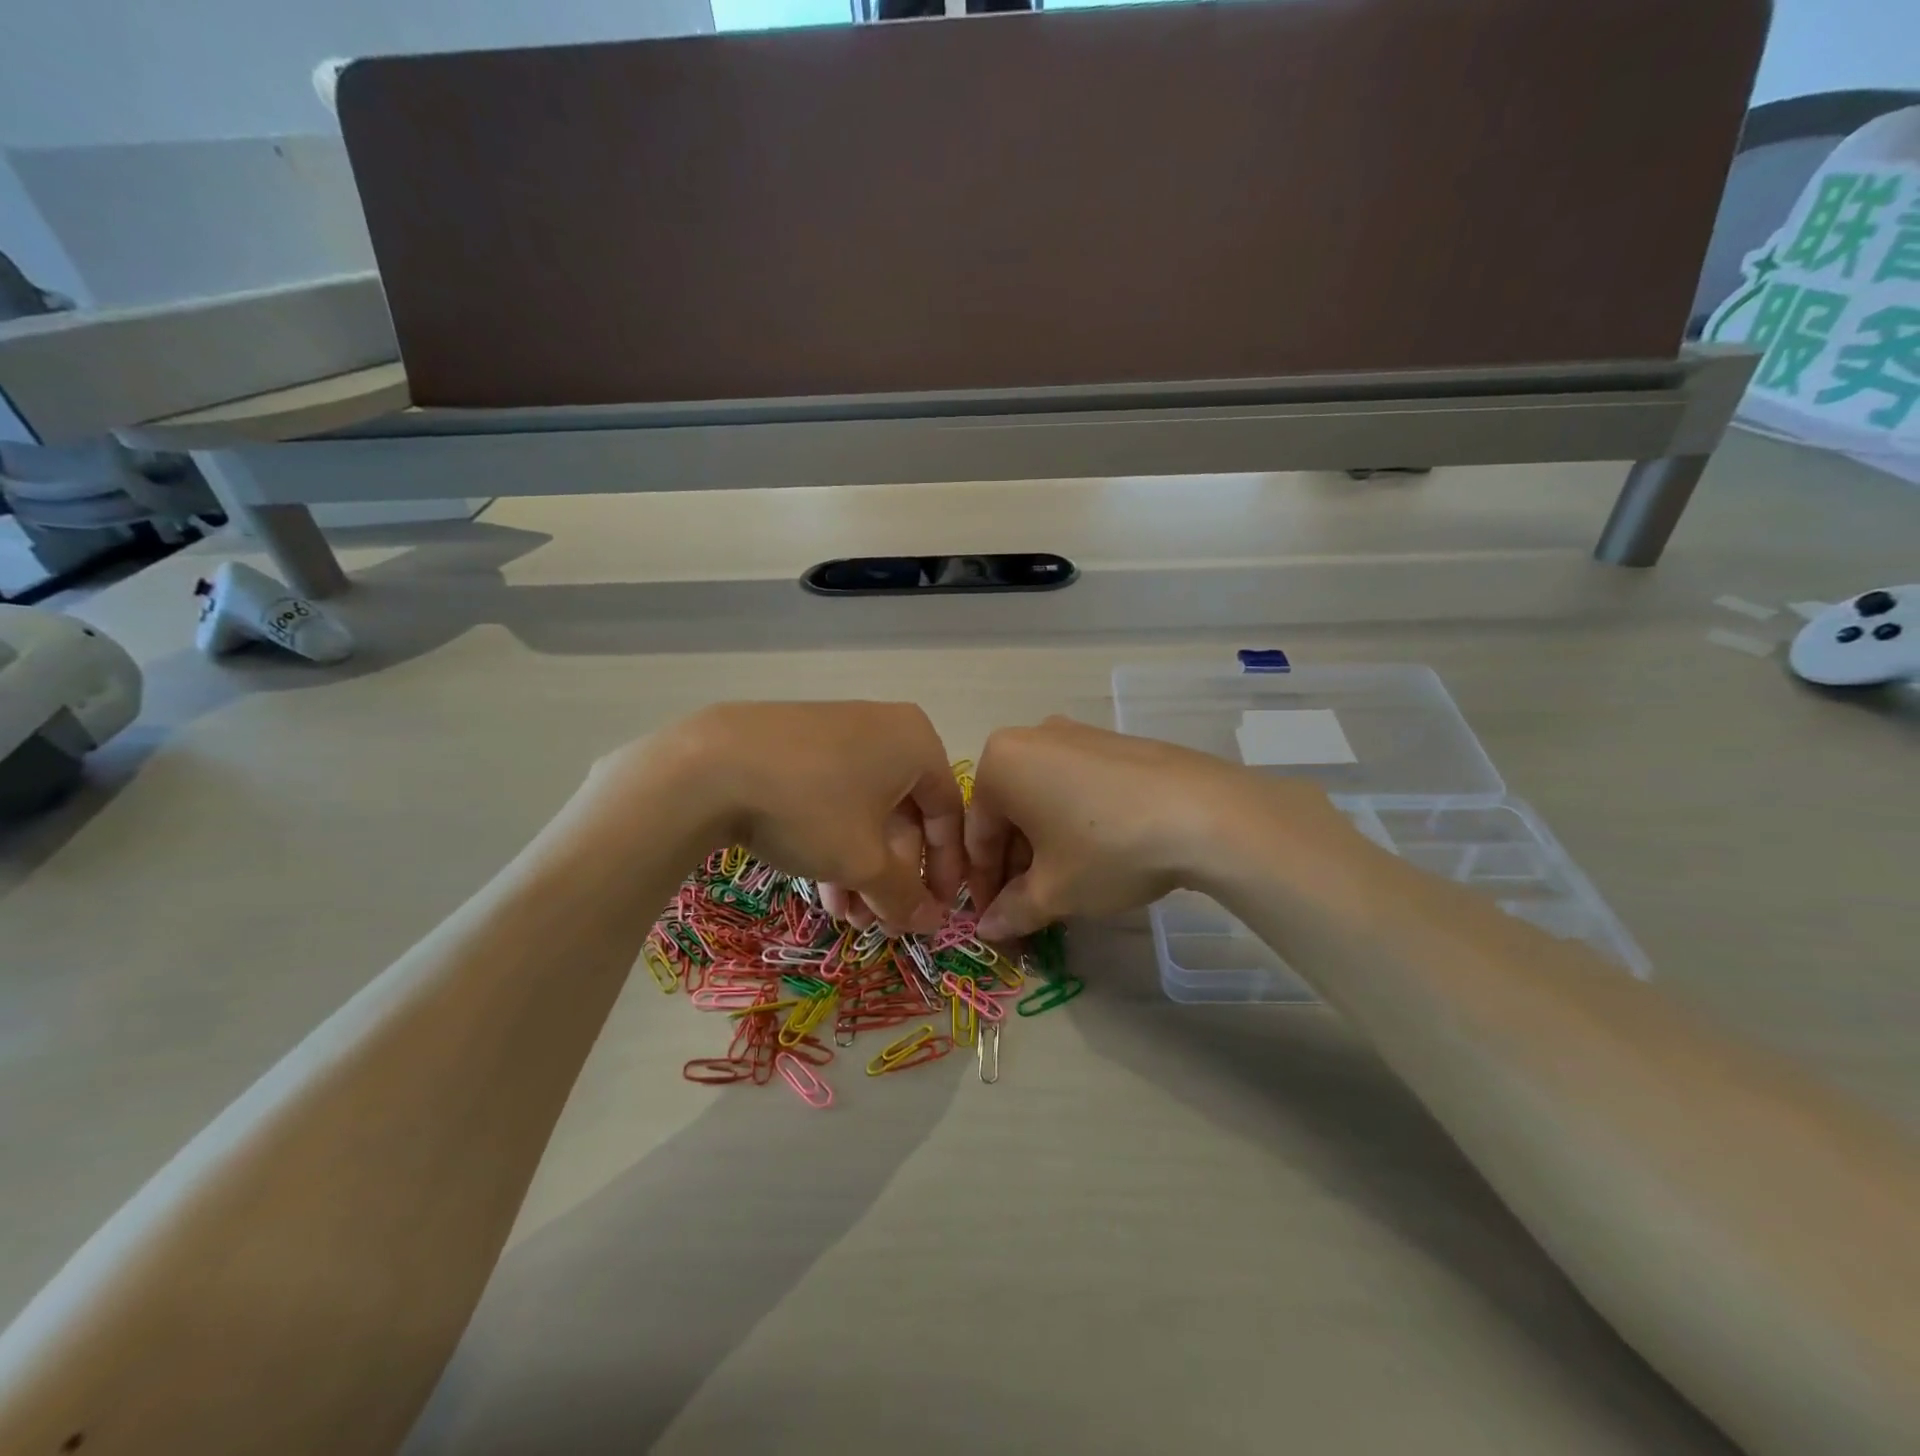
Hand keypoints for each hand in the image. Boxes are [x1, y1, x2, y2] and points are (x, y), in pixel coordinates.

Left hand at [598, 701, 963, 934]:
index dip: (946, 870)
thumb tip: (932, 922)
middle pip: (904, 815)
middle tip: (881, 922)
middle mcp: (885, 730)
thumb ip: (904, 895)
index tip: (937, 913)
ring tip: (847, 918)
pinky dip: (835, 842)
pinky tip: (821, 888)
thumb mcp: (863, 861)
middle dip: (893, 876)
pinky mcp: (800, 745)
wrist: (708, 766)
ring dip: (862, 870)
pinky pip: (834, 798)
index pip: (948, 813)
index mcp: (916, 743)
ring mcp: (839, 734)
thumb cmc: (810, 808)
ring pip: (866, 812)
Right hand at [965, 716, 1359, 939]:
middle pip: (1009, 813)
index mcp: (1000, 763)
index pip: (978, 834)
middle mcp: (1032, 737)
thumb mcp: (1054, 890)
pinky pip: (1075, 786)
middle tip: (1028, 910)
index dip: (982, 885)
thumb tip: (988, 928)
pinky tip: (1096, 856)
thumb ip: (1012, 910)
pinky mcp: (1114, 743)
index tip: (991, 922)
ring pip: (1042, 799)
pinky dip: (1072, 823)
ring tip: (1063, 889)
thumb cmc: (1107, 848)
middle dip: (1014, 866)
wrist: (1203, 812)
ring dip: (1043, 847)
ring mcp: (1077, 734)